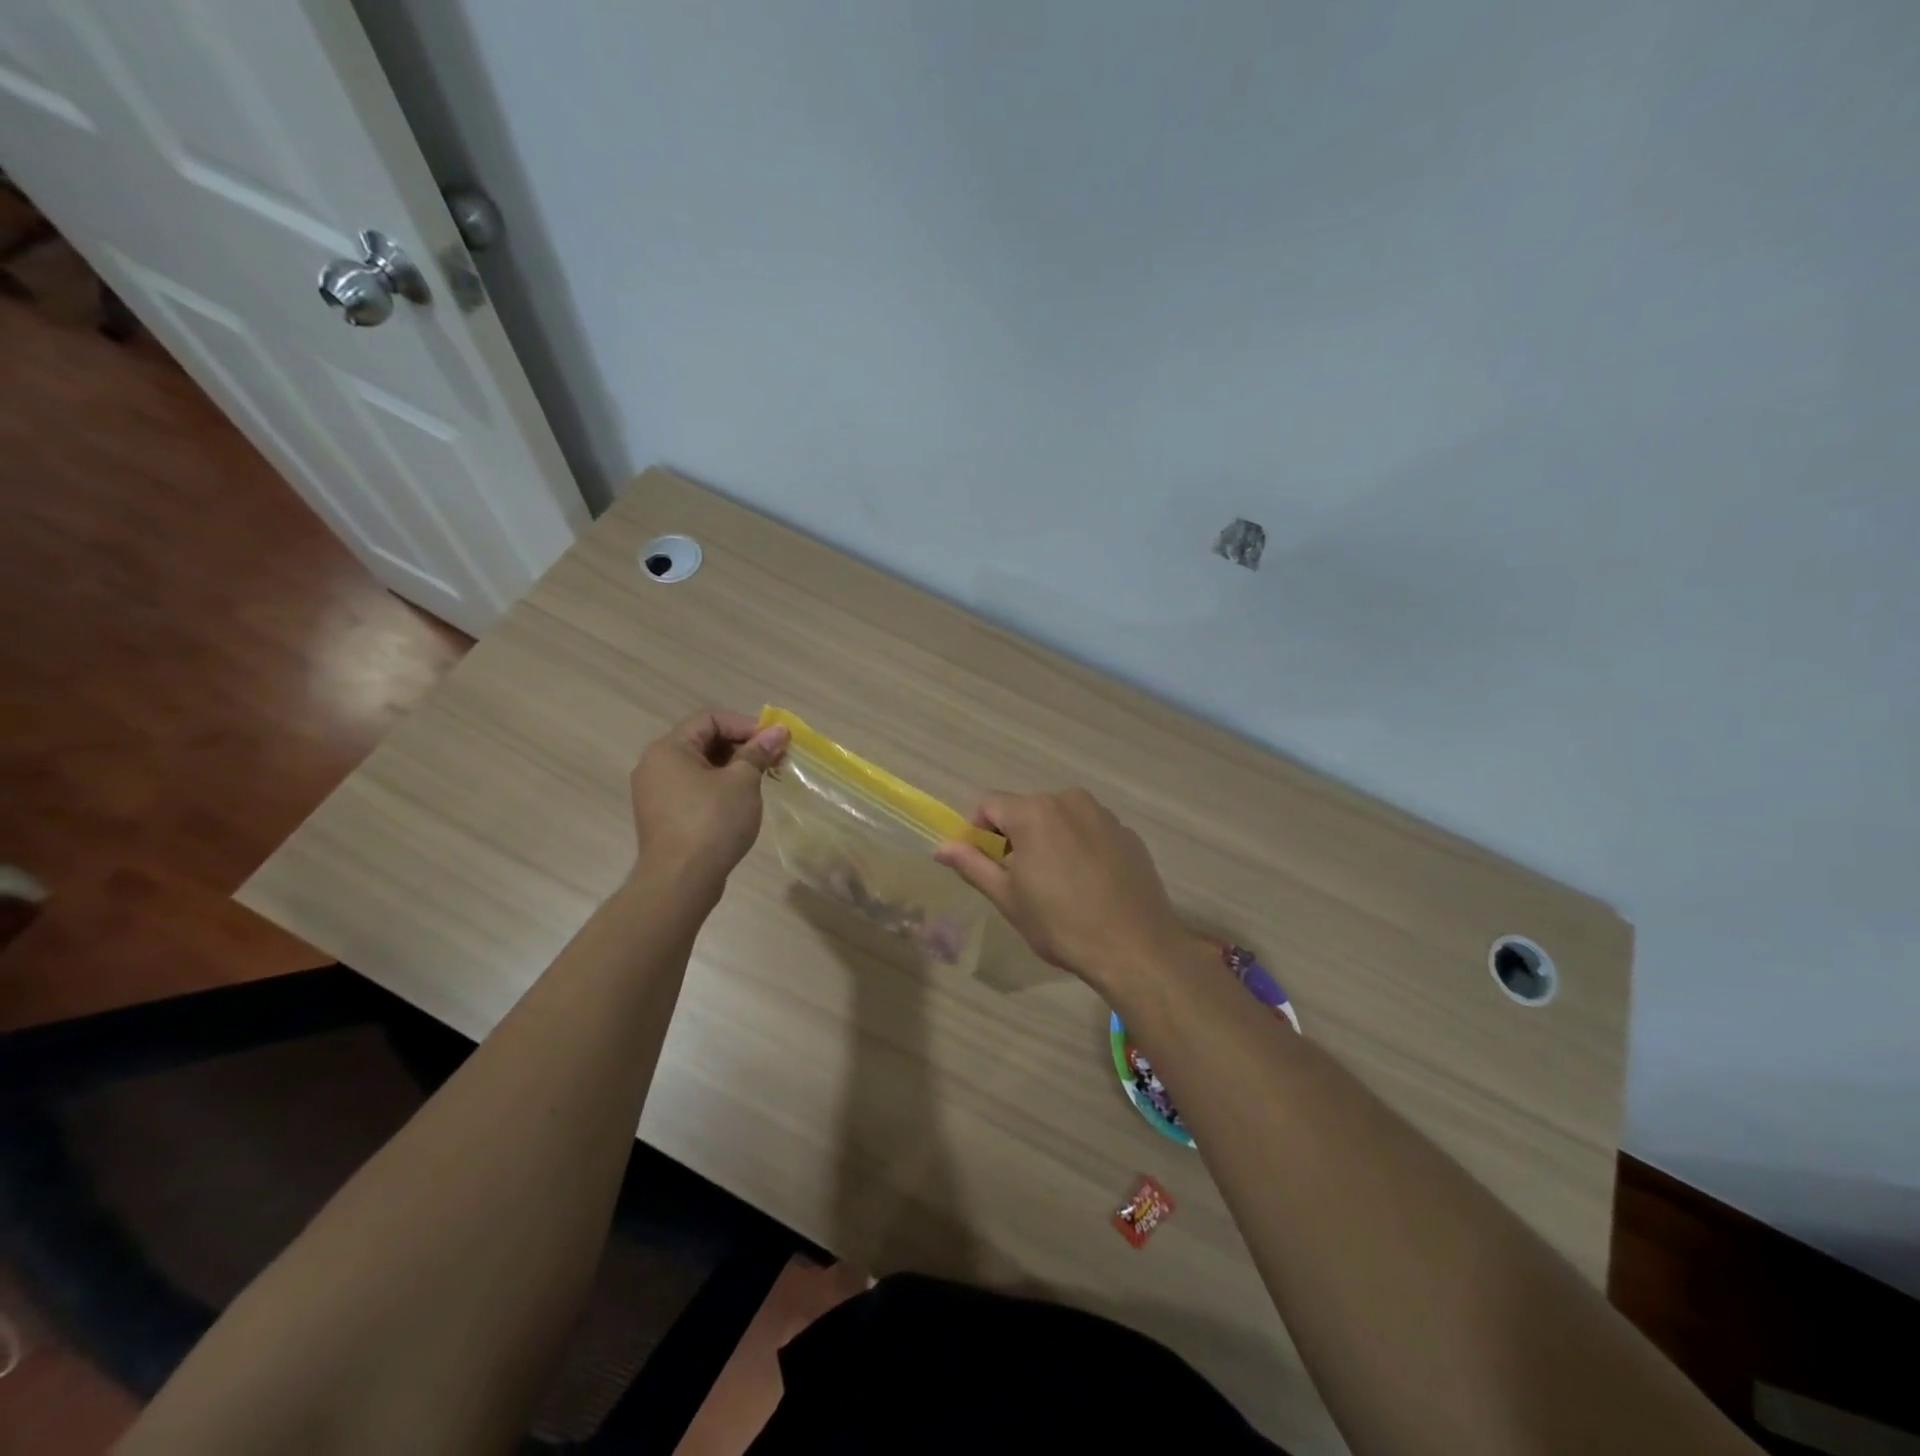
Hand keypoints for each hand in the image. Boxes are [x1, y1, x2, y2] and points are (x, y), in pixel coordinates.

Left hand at [629, 710, 788, 888]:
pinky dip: (718, 788)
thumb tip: (777, 731)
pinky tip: (741, 803)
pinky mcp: (663, 817)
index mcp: (669, 749)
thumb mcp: (742, 782)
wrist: (680, 881)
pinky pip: (693, 789)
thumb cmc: (711, 822)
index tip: (773, 741)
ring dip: (733, 768)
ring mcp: (655, 793)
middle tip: (773, 760)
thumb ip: (758, 752)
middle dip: (742, 747)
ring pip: (700, 767)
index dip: (745, 724)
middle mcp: (655, 765)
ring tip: (762, 781)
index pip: (710, 719)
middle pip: (703, 741)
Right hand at [935, 789, 1187, 987]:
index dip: (979, 832)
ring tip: (1058, 884)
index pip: (990, 805)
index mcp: (1034, 813)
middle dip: (1016, 837)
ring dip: (1049, 840)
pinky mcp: (1128, 833)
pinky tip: (1089, 885)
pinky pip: (1090, 831)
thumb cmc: (1061, 925)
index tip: (986, 865)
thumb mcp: (1008, 898)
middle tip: (1021, 880)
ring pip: (1060, 819)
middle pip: (1027, 810)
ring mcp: (1104, 815)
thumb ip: (972, 865)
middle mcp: (1069, 801)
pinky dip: (1080, 847)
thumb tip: (942, 847)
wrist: (1135, 947)